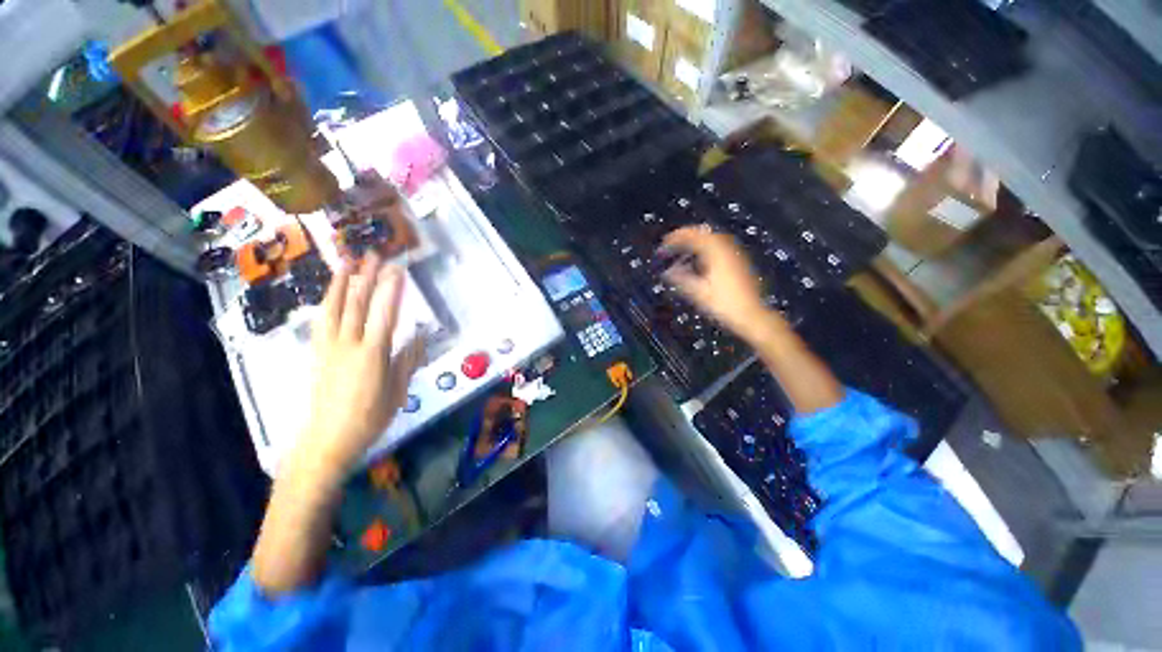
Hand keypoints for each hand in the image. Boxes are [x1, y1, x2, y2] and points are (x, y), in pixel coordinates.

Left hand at [298, 254, 424, 472]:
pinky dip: (327, 303)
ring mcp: (328, 347)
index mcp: (372, 354)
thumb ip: (407, 359)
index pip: (384, 314)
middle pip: (357, 304)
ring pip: (333, 308)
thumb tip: (418, 334)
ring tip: (345, 262)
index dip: (391, 290)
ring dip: (341, 283)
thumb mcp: (398, 391)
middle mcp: (347, 344)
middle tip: (373, 255)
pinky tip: (330, 294)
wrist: (327, 439)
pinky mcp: (317, 353)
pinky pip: (321, 321)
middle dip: (366, 277)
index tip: (397, 269)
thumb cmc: (370, 417)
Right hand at [661, 226, 781, 342]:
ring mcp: (735, 254)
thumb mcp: (698, 293)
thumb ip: (681, 279)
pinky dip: (706, 247)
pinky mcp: (739, 262)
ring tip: (683, 248)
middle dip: (687, 235)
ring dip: (697, 240)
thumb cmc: (724, 304)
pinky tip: (700, 258)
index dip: (677, 238)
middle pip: (704, 233)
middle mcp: (727, 249)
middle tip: (672, 242)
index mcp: (716, 253)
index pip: (694, 236)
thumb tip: (666, 271)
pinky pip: (720, 246)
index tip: (664, 243)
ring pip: (713, 238)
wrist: (751, 315)